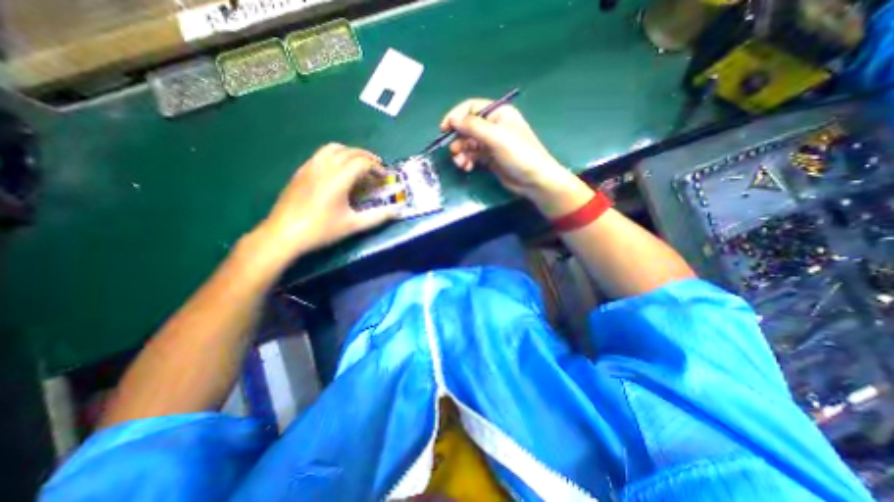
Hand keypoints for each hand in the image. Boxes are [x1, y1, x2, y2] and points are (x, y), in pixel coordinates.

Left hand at [255, 144, 400, 264]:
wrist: (283, 234)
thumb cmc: (321, 230)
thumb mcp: (353, 225)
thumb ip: (377, 217)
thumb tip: (396, 211)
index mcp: (338, 178)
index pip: (362, 162)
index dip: (377, 168)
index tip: (384, 178)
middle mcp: (324, 166)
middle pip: (350, 151)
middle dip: (367, 157)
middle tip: (377, 169)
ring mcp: (310, 166)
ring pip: (333, 148)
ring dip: (351, 153)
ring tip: (359, 166)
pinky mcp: (301, 171)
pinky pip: (321, 154)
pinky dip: (336, 156)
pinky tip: (338, 171)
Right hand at [441, 99, 591, 214]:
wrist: (533, 180)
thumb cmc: (518, 154)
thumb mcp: (495, 137)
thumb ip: (473, 126)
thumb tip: (453, 119)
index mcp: (498, 113)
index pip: (471, 108)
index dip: (456, 116)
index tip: (444, 129)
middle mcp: (493, 126)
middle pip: (468, 127)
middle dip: (459, 139)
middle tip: (454, 152)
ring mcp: (491, 143)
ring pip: (468, 143)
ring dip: (461, 153)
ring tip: (462, 164)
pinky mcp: (489, 158)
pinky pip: (473, 156)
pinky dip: (467, 160)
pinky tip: (467, 167)